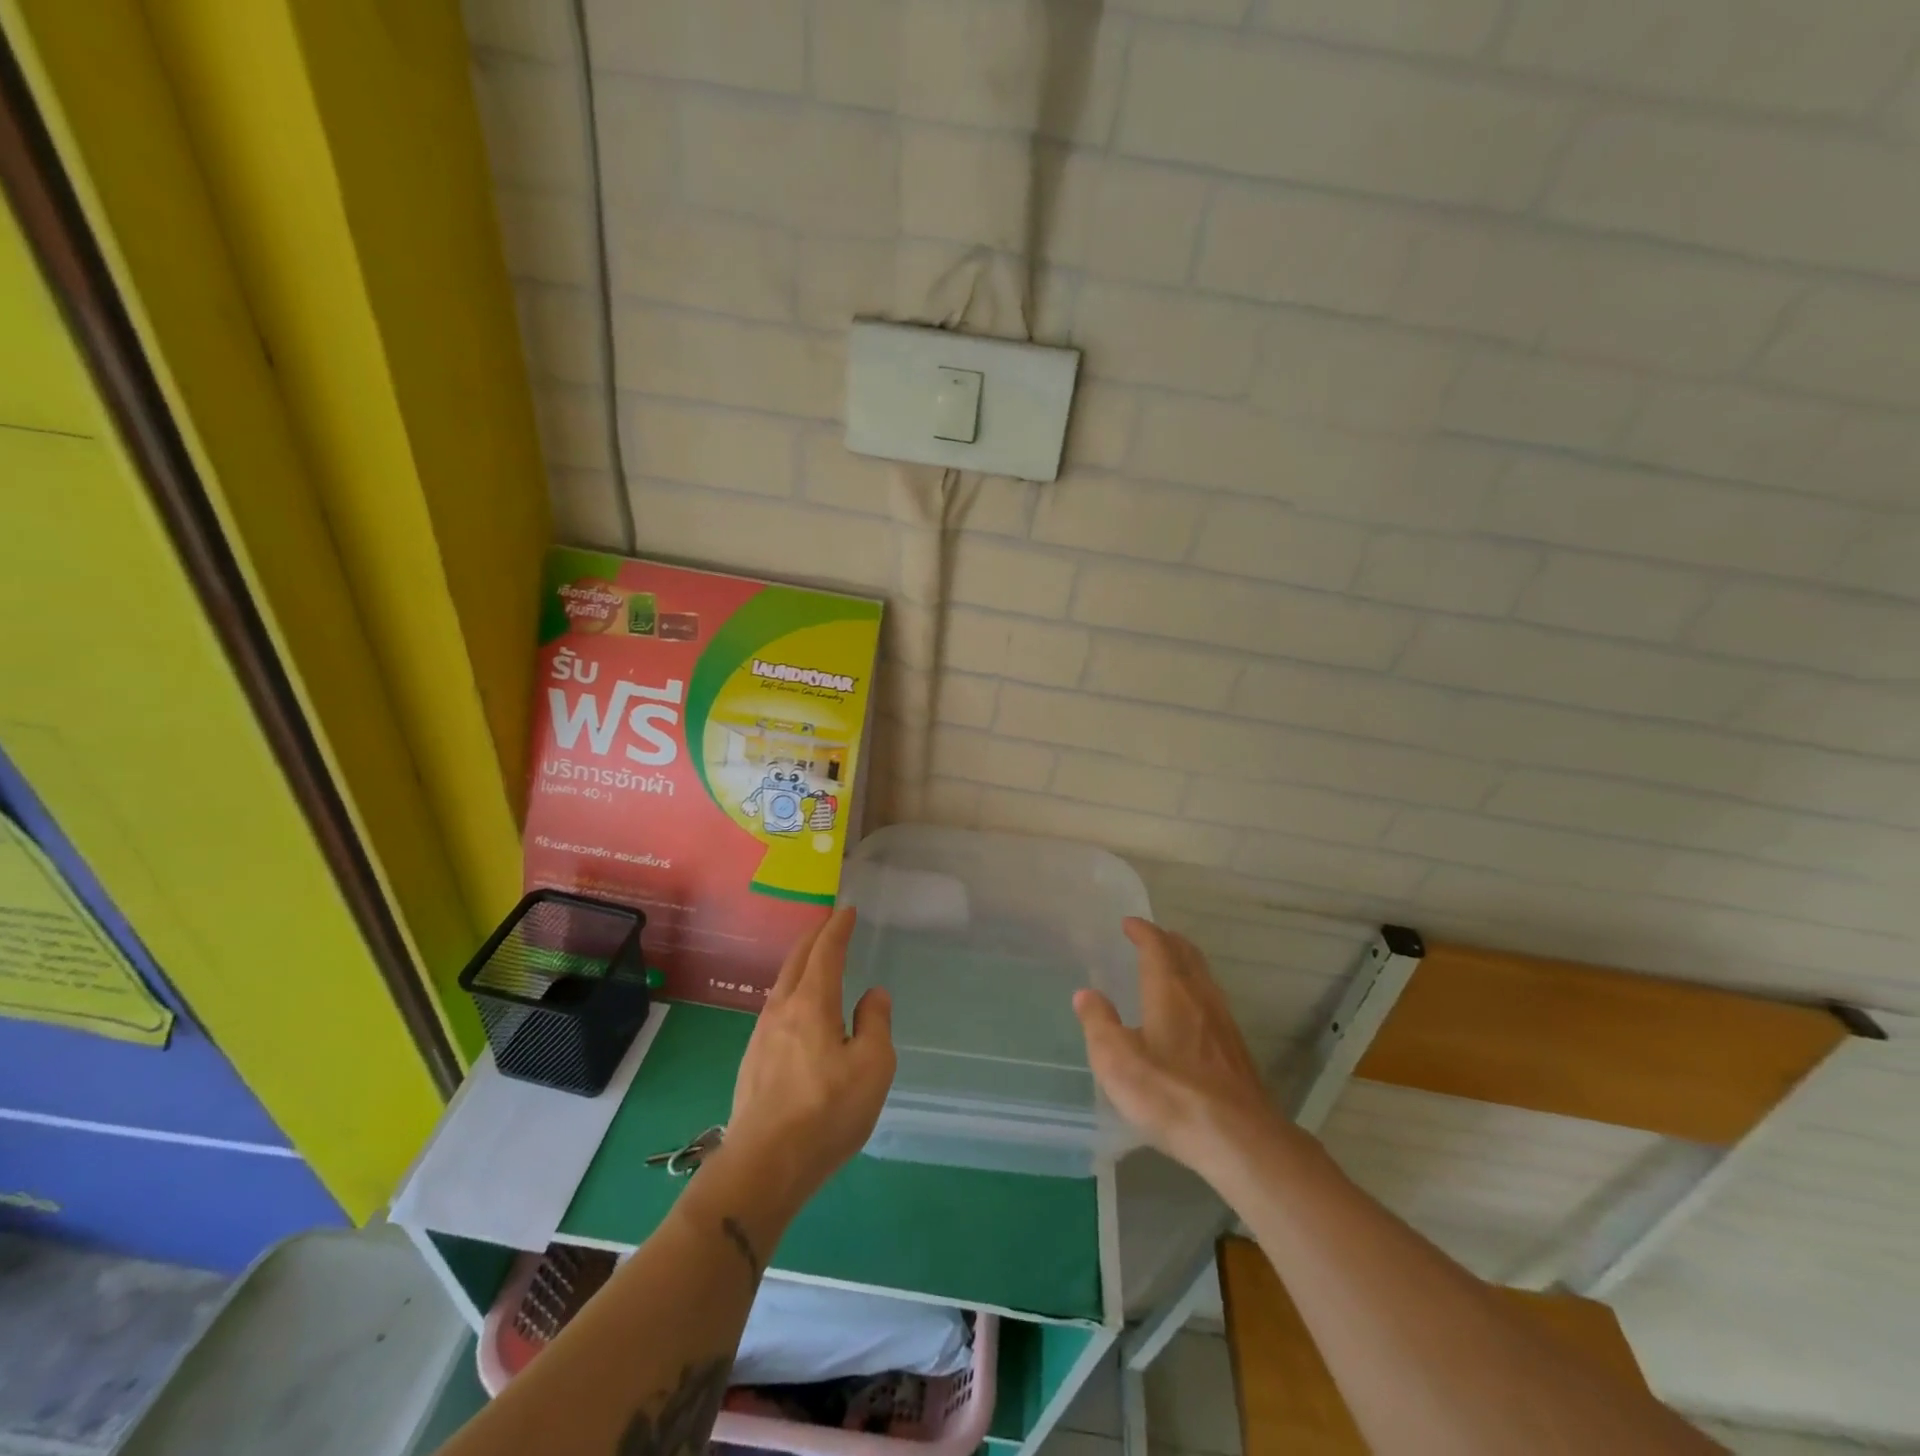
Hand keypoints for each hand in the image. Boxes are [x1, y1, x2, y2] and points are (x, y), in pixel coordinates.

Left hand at [724, 908, 895, 1208]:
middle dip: (814, 937)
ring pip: (782, 984)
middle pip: (796, 960)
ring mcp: (762, 1035)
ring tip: (815, 962)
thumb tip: (872, 995)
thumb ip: (875, 1023)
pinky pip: (776, 1009)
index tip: (847, 910)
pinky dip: (792, 991)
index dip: (837, 928)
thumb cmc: (826, 1112)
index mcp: (812, 1003)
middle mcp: (782, 1009)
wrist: (763, 1166)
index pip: (826, 952)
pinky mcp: (753, 1061)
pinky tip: (799, 1010)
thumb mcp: (872, 1067)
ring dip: (800, 964)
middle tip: (829, 923)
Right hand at [1074, 918, 1279, 1178]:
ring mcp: (1223, 1022)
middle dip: (1167, 941)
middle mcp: (1200, 997)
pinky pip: (1213, 1000)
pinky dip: (1197, 989)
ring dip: (1185, 963)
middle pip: (1187, 955)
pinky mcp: (1236, 1049)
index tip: (1129, 923)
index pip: (1156, 947)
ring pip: (1204, 977)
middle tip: (1151, 937)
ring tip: (1170, 966)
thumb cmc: (1170, 1094)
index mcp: (1169, 991)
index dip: (1142, 931)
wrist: (1239, 1139)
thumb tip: (1086, 994)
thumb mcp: (1117, 1061)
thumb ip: (1099, 1023)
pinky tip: (1192, 1013)